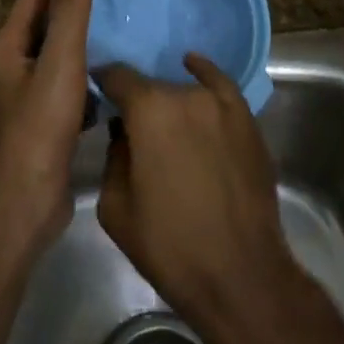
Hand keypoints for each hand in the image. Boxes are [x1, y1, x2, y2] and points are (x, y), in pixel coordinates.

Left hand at [0, 0, 93, 244]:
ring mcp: (28, 93)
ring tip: (122, 21)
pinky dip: (88, 71)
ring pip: (58, 53)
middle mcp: (13, 64)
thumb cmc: (40, 127)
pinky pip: (69, 82)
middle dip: (74, 1)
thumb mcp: (59, 63)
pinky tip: (114, 71)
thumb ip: (69, 11)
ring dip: (84, 37)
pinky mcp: (45, 118)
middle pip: (45, 21)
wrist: (27, 202)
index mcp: (9, 46)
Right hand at [97, 55, 307, 343]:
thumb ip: (113, 156)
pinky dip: (204, 74)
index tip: (96, 95)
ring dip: (170, 103)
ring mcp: (222, 105)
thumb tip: (123, 133)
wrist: (240, 275)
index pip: (116, 76)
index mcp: (148, 111)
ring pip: (184, 90)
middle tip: (131, 128)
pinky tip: (193, 68)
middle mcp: (185, 95)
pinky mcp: (247, 120)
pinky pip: (220, 85)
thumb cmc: (169, 245)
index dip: (102, 82)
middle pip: (151, 86)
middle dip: (137, 103)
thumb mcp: (115, 207)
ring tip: (164, 125)